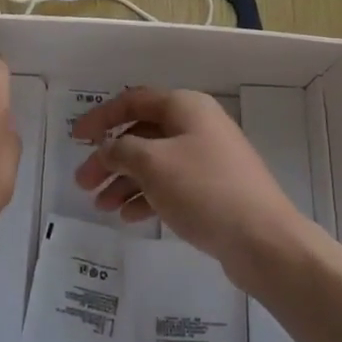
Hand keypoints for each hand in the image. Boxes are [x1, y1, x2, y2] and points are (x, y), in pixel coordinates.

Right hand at [70, 87, 310, 282]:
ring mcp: (208, 158)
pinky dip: (147, 196)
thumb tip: (107, 147)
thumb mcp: (153, 164)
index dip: (102, 117)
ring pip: (155, 162)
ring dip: (125, 180)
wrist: (264, 240)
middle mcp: (198, 125)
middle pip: (142, 134)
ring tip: (101, 205)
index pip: (134, 101)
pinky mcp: (214, 189)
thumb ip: (121, 150)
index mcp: (186, 107)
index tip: (76, 138)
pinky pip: (171, 185)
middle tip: (84, 183)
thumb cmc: (204, 190)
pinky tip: (129, 217)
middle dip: (110, 157)